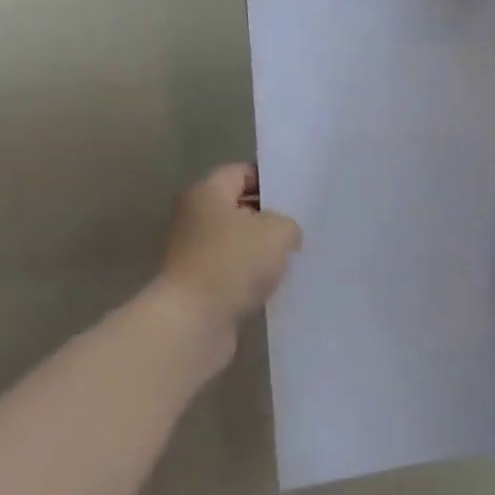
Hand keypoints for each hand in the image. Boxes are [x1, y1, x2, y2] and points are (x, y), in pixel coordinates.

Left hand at [158, 164, 301, 331]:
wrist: (193, 322)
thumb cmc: (233, 262)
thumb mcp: (278, 231)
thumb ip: (289, 223)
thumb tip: (285, 234)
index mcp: (206, 192)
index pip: (241, 172)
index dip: (270, 180)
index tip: (297, 195)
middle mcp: (194, 217)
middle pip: (238, 207)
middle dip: (269, 216)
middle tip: (301, 225)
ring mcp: (193, 253)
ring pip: (237, 241)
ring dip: (262, 250)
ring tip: (293, 256)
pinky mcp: (199, 284)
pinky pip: (232, 270)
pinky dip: (251, 276)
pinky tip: (276, 283)